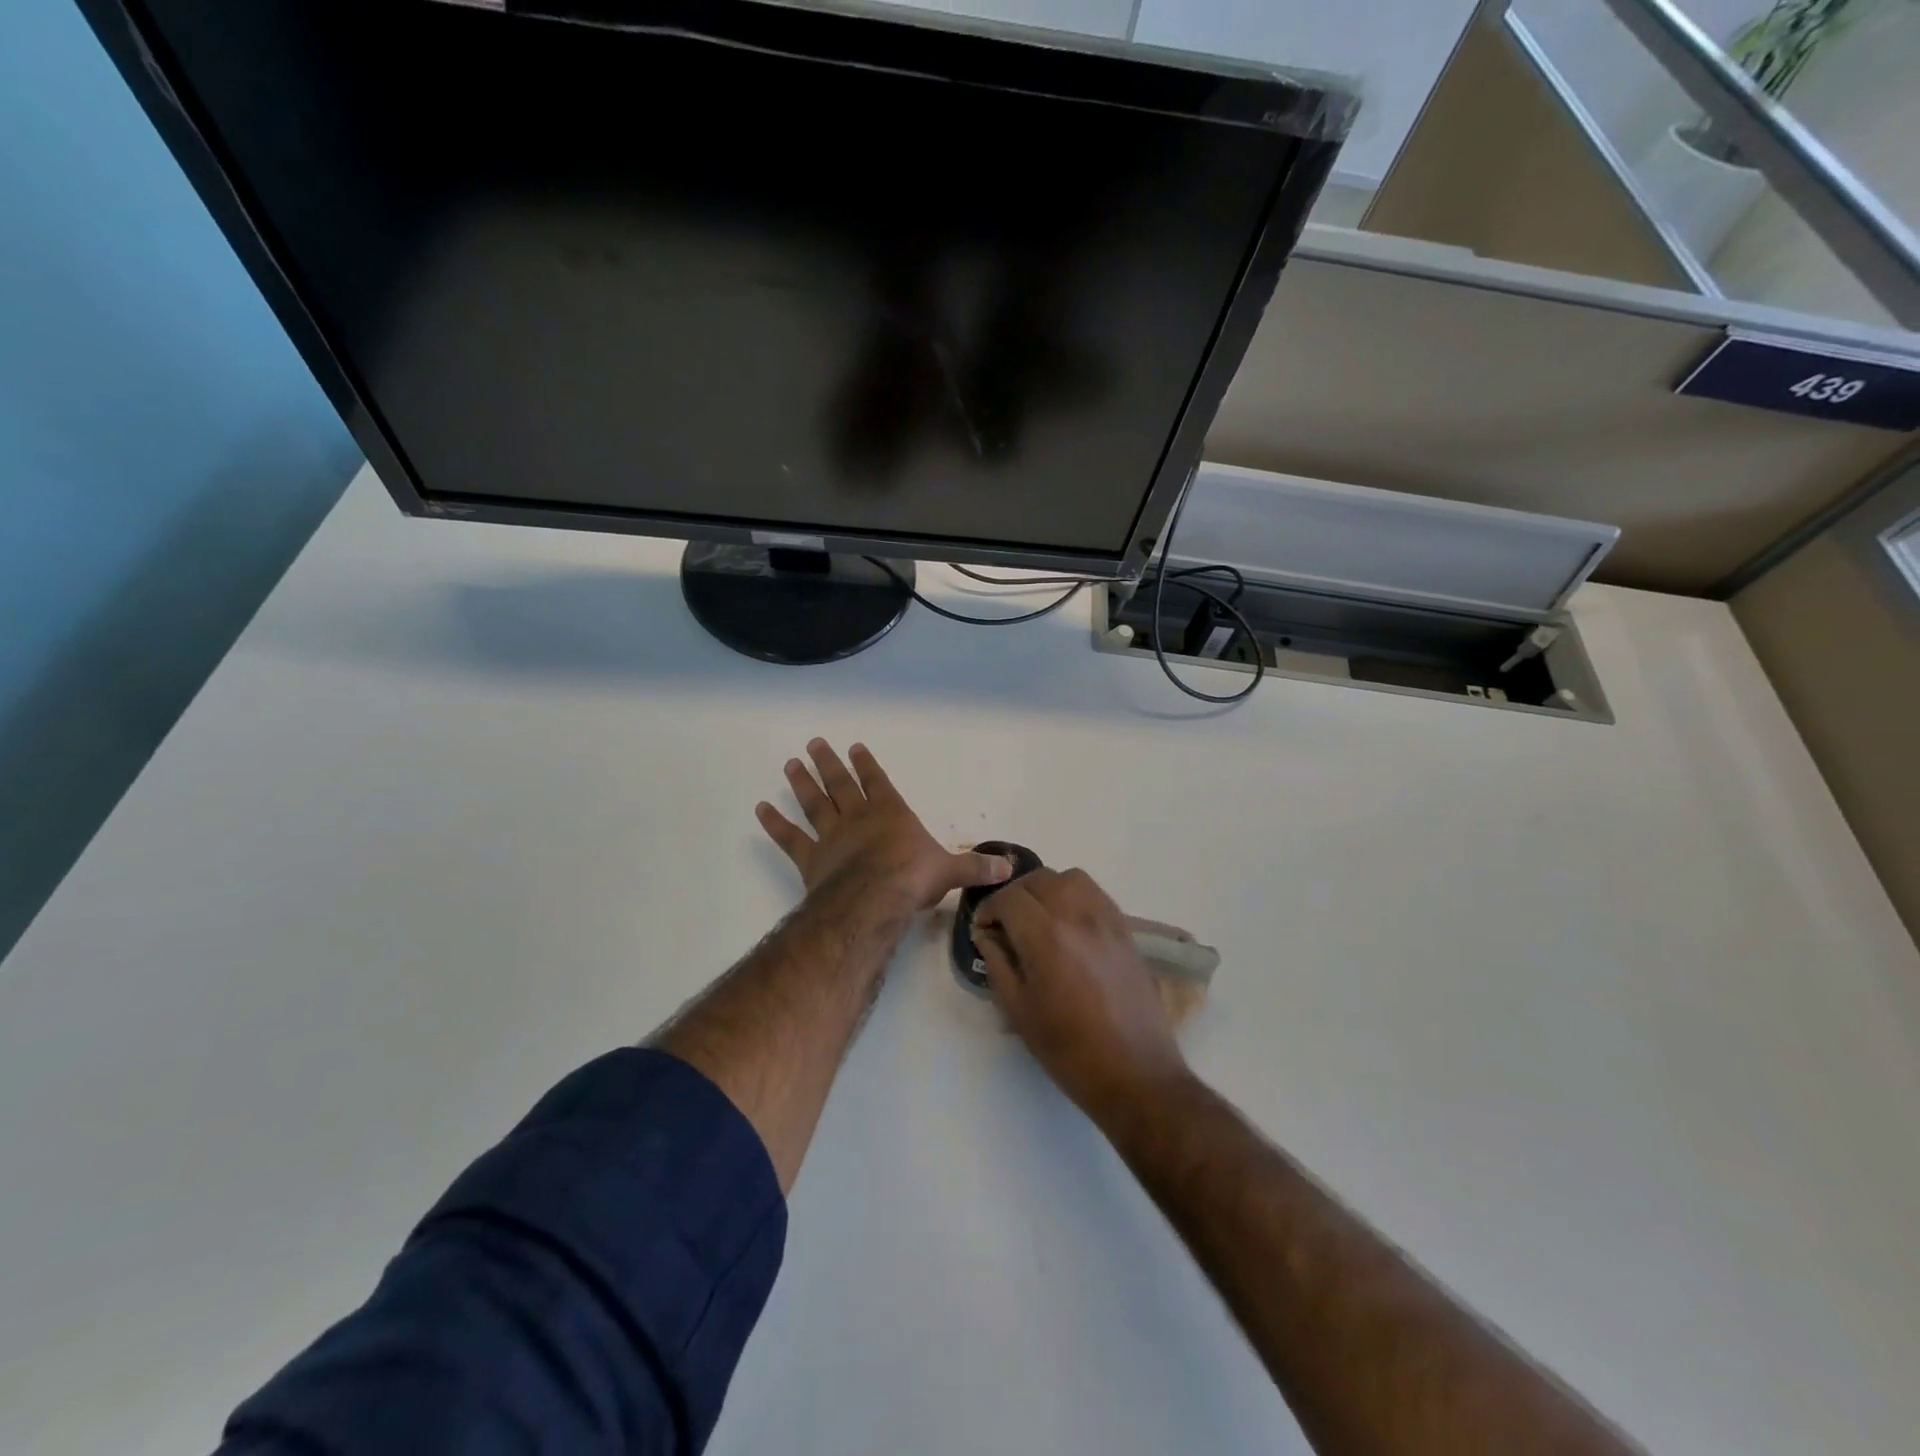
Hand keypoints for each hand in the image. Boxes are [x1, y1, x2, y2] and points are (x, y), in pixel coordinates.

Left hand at [757, 740, 1010, 909]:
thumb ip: (976, 867)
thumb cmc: (913, 879)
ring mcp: (831, 836)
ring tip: (791, 764)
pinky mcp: (811, 859)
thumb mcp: (951, 872)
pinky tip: (760, 808)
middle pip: (840, 784)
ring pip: (814, 803)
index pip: (878, 781)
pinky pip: (790, 838)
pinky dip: (775, 824)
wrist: (875, 900)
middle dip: (828, 763)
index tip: (853, 747)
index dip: (866, 764)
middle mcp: (859, 818)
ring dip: (802, 783)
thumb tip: (1010, 868)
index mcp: (891, 814)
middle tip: (813, 743)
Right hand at [974, 868, 1188, 1124]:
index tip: (983, 928)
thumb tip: (987, 935)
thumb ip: (998, 963)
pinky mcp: (1126, 930)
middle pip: (1039, 879)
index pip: (1009, 898)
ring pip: (1070, 878)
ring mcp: (1107, 920)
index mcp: (1046, 937)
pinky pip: (1096, 894)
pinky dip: (1075, 897)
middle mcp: (1078, 916)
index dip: (989, 908)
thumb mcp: (1019, 1011)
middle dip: (1015, 895)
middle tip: (1006, 922)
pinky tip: (1069, 926)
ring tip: (1039, 917)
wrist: (1135, 1074)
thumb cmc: (1069, 1050)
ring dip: (1047, 889)